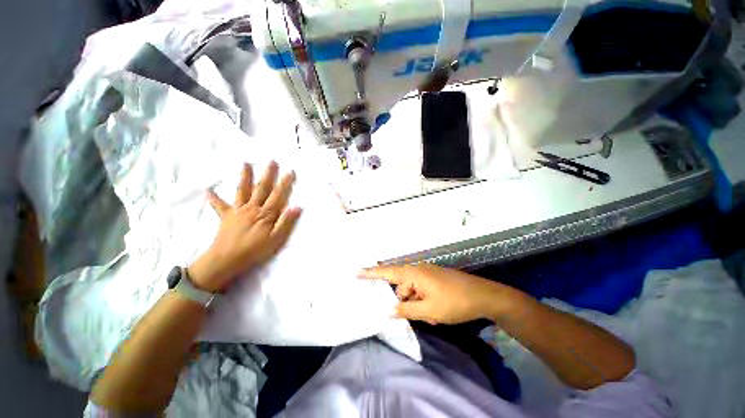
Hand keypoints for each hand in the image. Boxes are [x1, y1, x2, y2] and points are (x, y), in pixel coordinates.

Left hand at [188, 161, 301, 291]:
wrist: (226, 260)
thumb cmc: (254, 250)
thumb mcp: (276, 239)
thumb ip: (286, 222)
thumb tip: (297, 207)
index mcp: (266, 214)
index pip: (278, 195)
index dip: (285, 183)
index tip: (290, 171)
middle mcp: (252, 208)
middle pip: (262, 188)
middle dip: (268, 174)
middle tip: (271, 161)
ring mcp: (238, 211)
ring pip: (243, 190)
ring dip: (245, 177)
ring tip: (245, 164)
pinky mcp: (226, 216)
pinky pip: (219, 205)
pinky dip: (214, 198)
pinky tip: (208, 190)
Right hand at [358, 264, 506, 324]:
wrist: (484, 296)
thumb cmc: (454, 302)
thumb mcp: (429, 310)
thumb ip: (406, 310)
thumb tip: (389, 311)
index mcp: (414, 273)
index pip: (388, 272)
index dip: (372, 273)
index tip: (357, 272)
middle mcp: (419, 270)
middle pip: (402, 287)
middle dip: (405, 302)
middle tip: (418, 315)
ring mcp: (428, 274)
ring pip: (413, 291)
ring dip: (417, 305)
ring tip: (432, 316)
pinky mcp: (435, 280)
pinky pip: (422, 291)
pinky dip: (424, 303)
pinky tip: (436, 313)